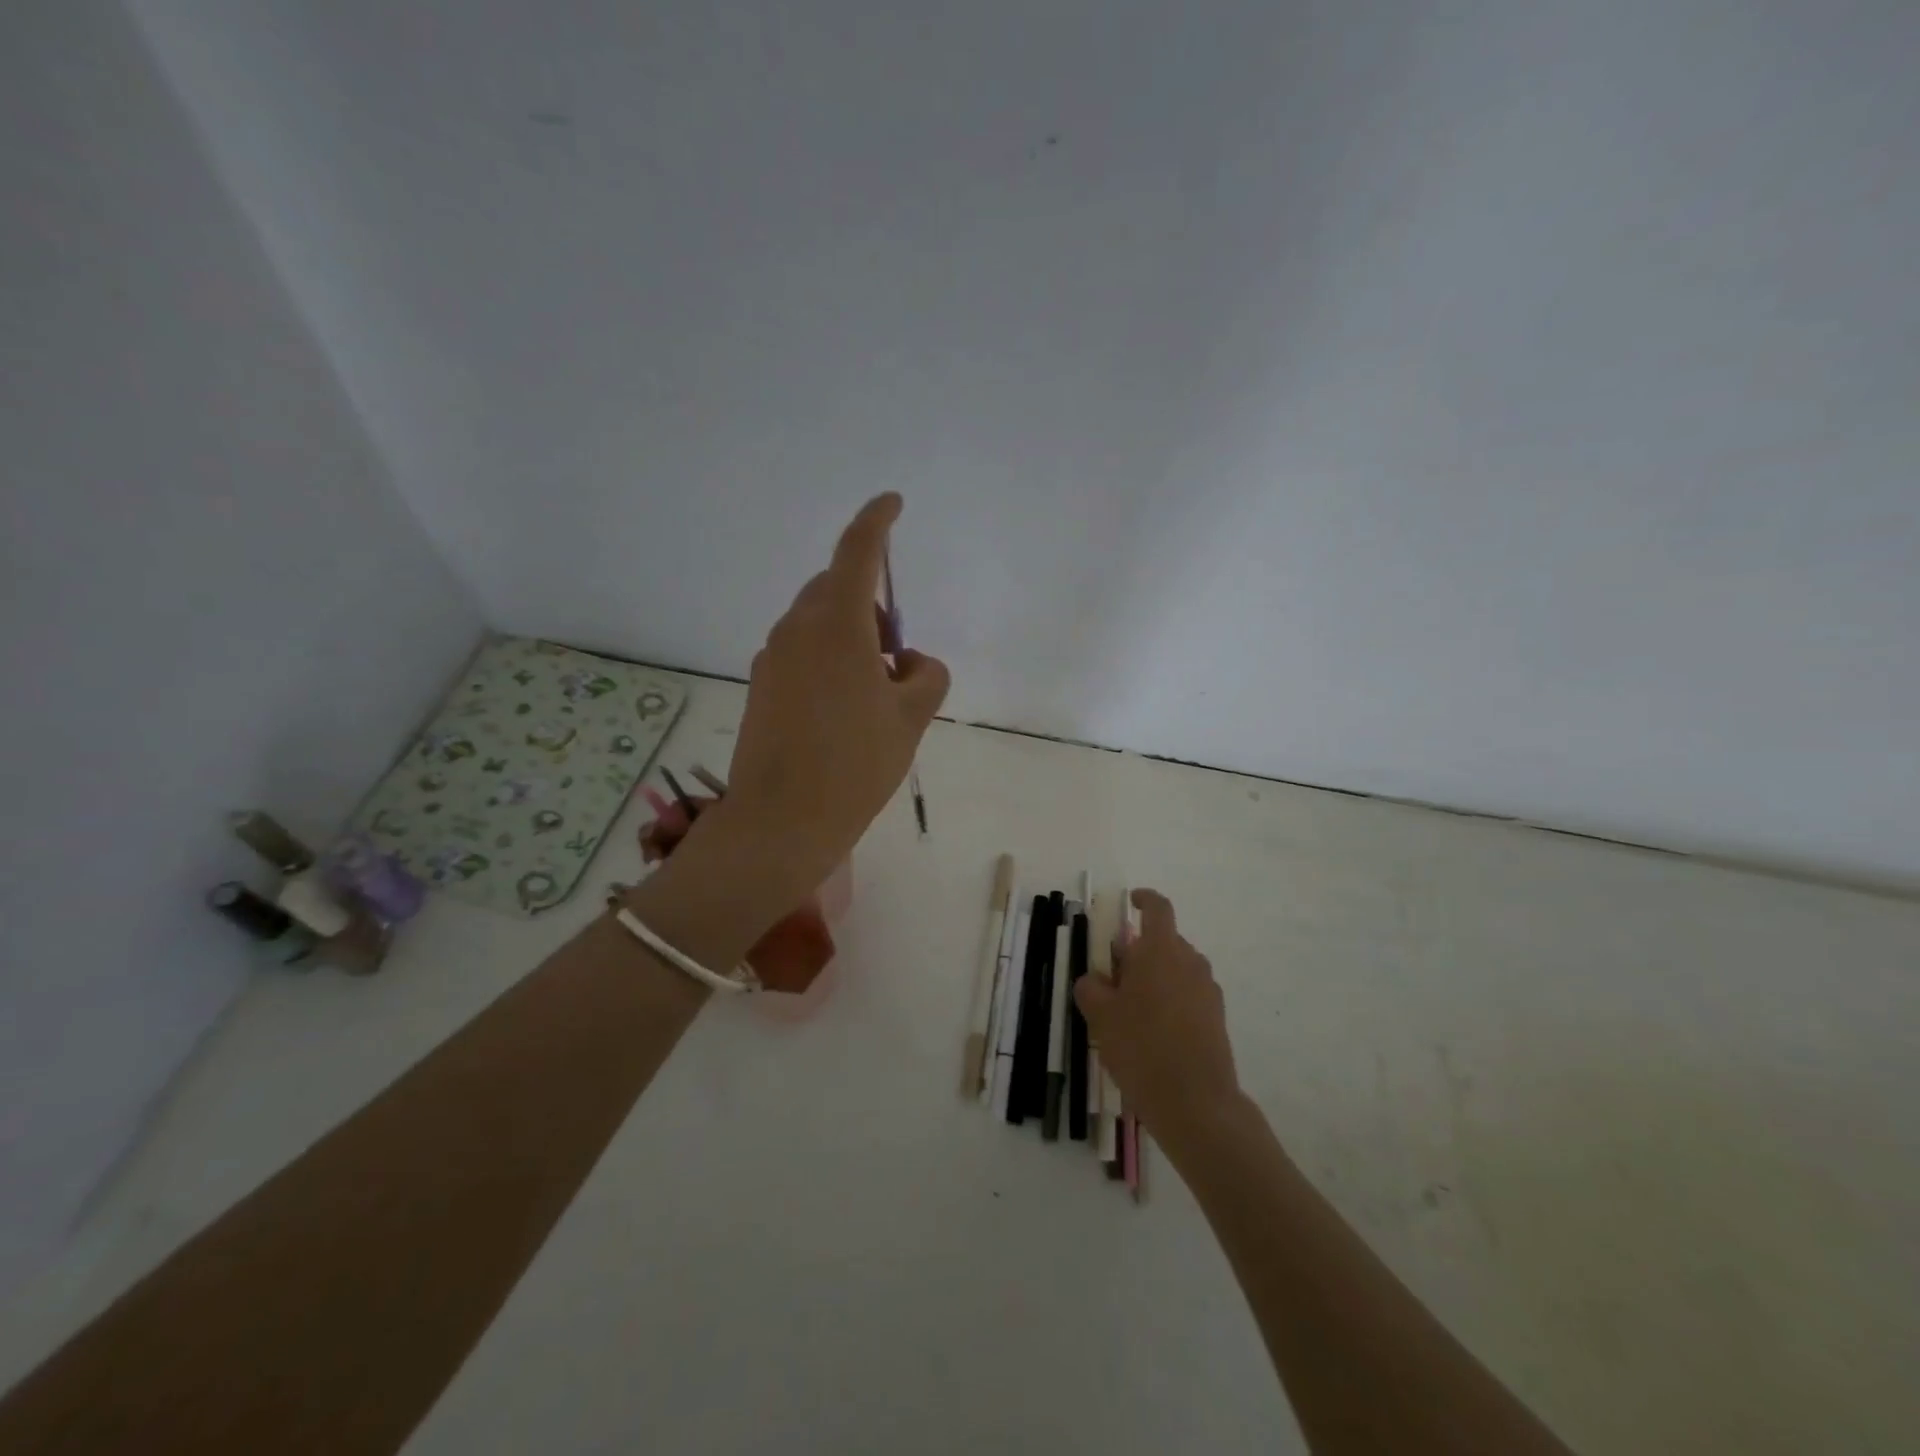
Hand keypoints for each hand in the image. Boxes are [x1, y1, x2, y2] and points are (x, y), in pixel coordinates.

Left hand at [710, 493, 949, 894]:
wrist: (782, 820)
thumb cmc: (856, 763)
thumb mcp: (911, 718)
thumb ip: (926, 675)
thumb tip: (908, 663)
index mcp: (836, 624)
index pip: (858, 551)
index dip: (876, 520)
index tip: (892, 503)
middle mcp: (797, 629)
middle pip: (837, 589)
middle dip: (871, 604)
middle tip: (896, 655)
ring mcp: (772, 657)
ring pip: (818, 623)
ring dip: (850, 637)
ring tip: (873, 693)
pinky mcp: (760, 686)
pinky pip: (801, 653)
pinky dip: (828, 661)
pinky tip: (842, 712)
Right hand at [1075, 889, 1243, 1137]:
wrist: (1196, 1103)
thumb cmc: (1141, 1047)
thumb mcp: (1100, 1016)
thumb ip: (1091, 988)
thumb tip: (1094, 979)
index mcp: (1161, 950)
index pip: (1158, 908)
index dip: (1144, 900)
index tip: (1130, 902)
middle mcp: (1190, 962)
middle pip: (1164, 942)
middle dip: (1138, 951)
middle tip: (1112, 977)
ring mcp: (1208, 991)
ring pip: (1176, 970)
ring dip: (1154, 977)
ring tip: (1130, 1010)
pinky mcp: (1217, 1018)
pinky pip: (1188, 995)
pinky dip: (1170, 1000)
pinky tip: (1152, 1033)